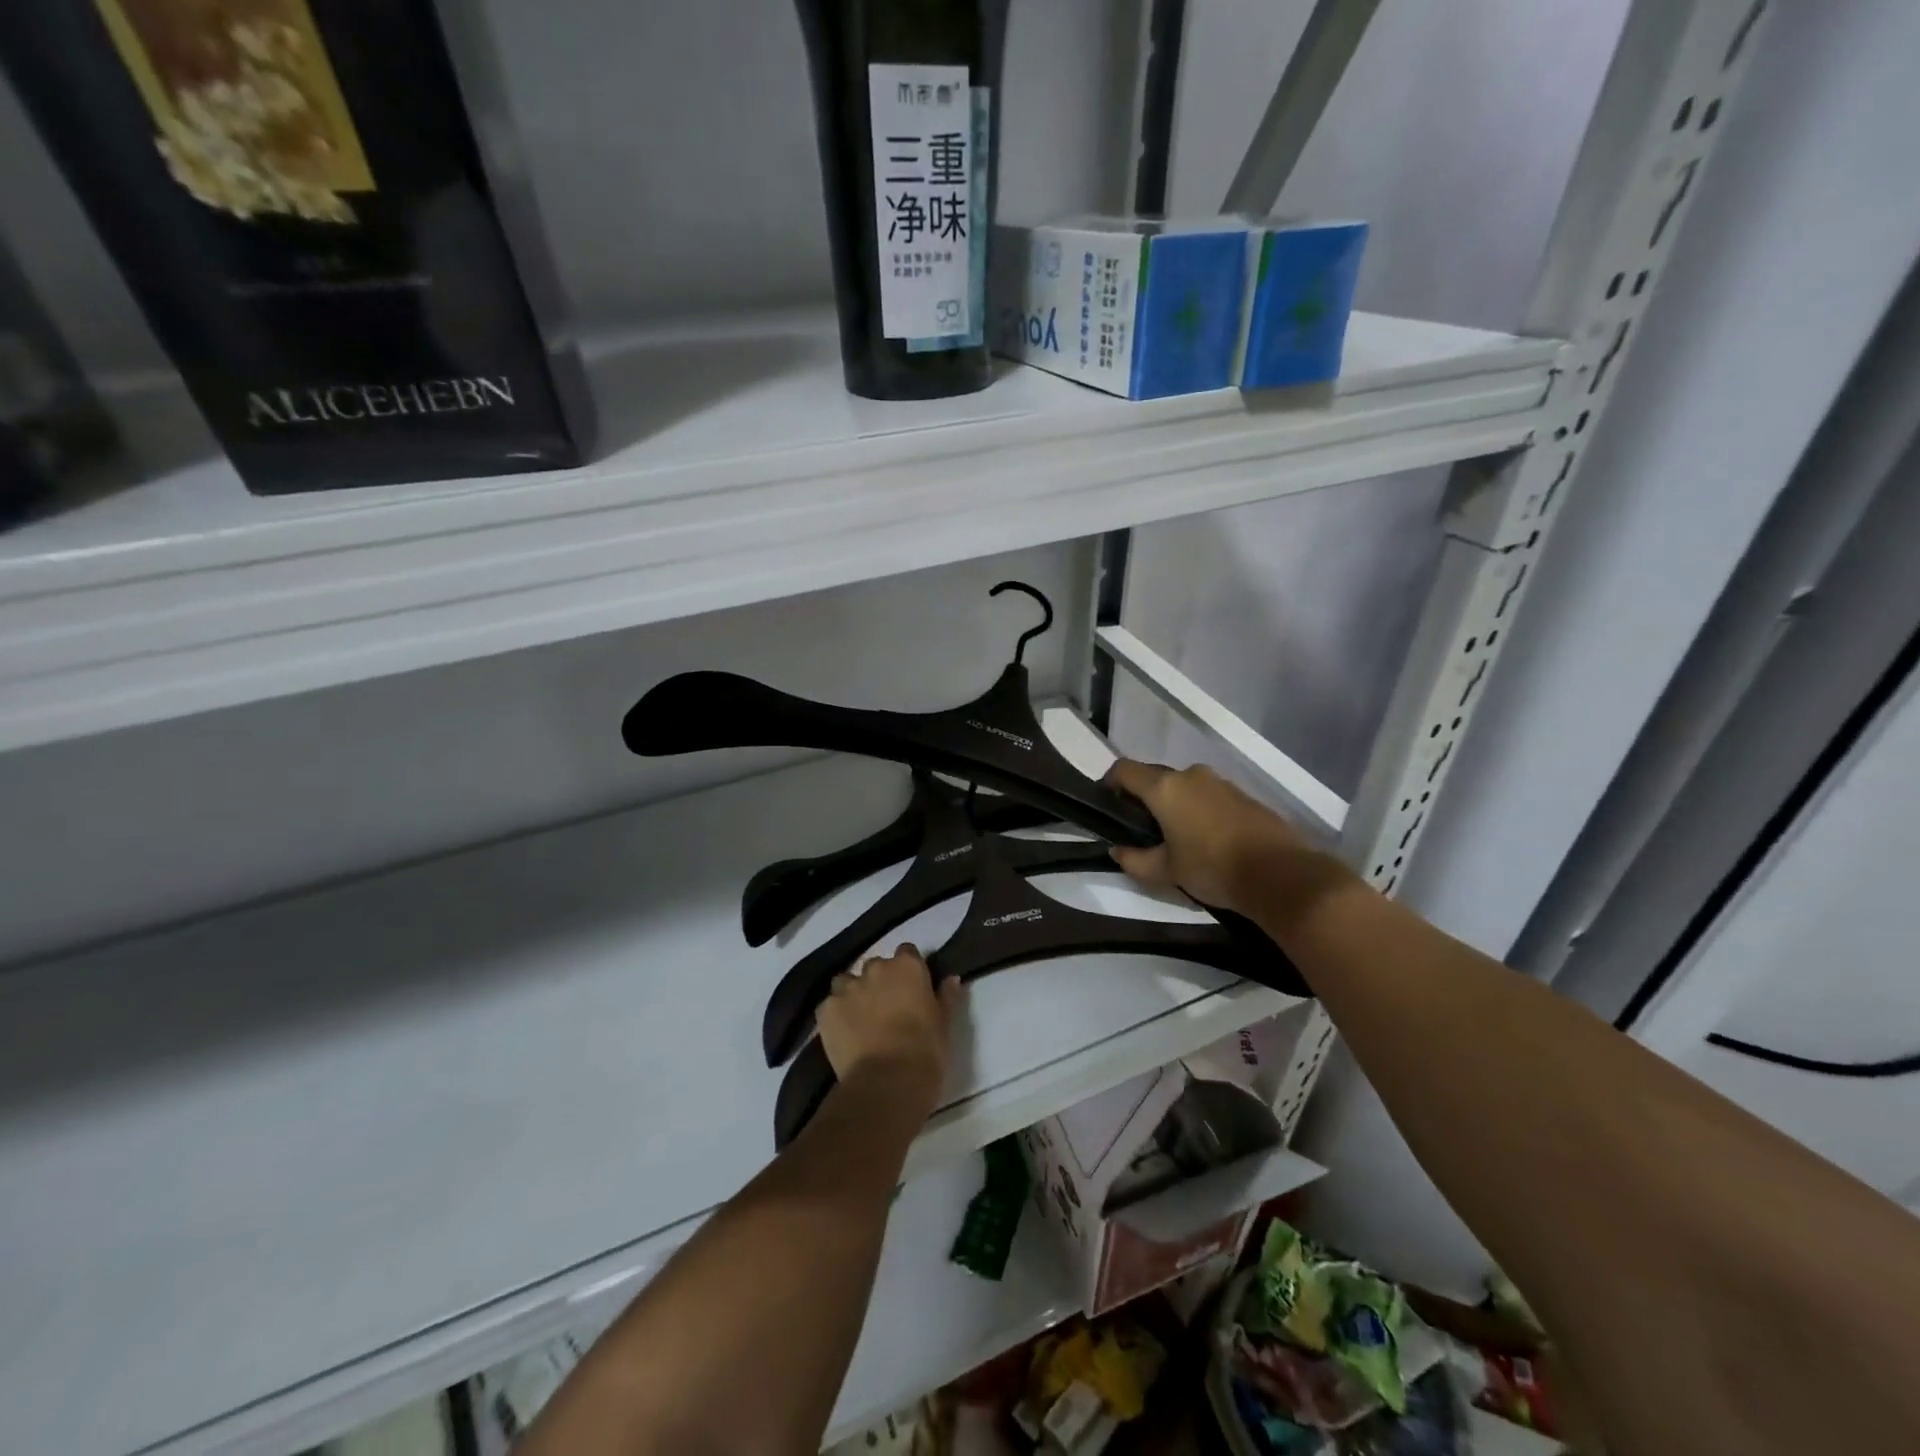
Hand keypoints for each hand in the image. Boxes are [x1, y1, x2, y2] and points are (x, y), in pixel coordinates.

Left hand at [817, 944, 961, 1116]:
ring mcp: (847, 988)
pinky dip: (836, 1015)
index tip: (912, 989)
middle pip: (876, 966)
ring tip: (860, 1020)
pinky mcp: (825, 1010)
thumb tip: (951, 979)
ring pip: (847, 982)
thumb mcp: (944, 1024)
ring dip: (853, 994)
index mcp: (907, 967)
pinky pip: (829, 1005)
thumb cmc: (925, 1051)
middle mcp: (875, 969)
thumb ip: (946, 996)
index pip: (907, 952)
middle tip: (887, 1009)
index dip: (908, 971)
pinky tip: (843, 1035)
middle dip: (880, 982)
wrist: (887, 1082)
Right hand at [1104, 758, 1310, 914]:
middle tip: (1141, 829)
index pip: (1124, 770)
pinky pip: (1208, 796)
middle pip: (1154, 776)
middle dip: (1143, 798)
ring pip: (1184, 786)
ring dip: (1173, 804)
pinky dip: (1198, 810)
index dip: (1109, 783)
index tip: (1107, 805)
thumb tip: (1117, 851)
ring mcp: (1220, 782)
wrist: (1280, 874)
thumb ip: (1135, 859)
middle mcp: (1190, 775)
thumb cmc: (1211, 868)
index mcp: (1164, 787)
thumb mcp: (1165, 871)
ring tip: (1175, 837)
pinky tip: (1205, 839)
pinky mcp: (1243, 795)